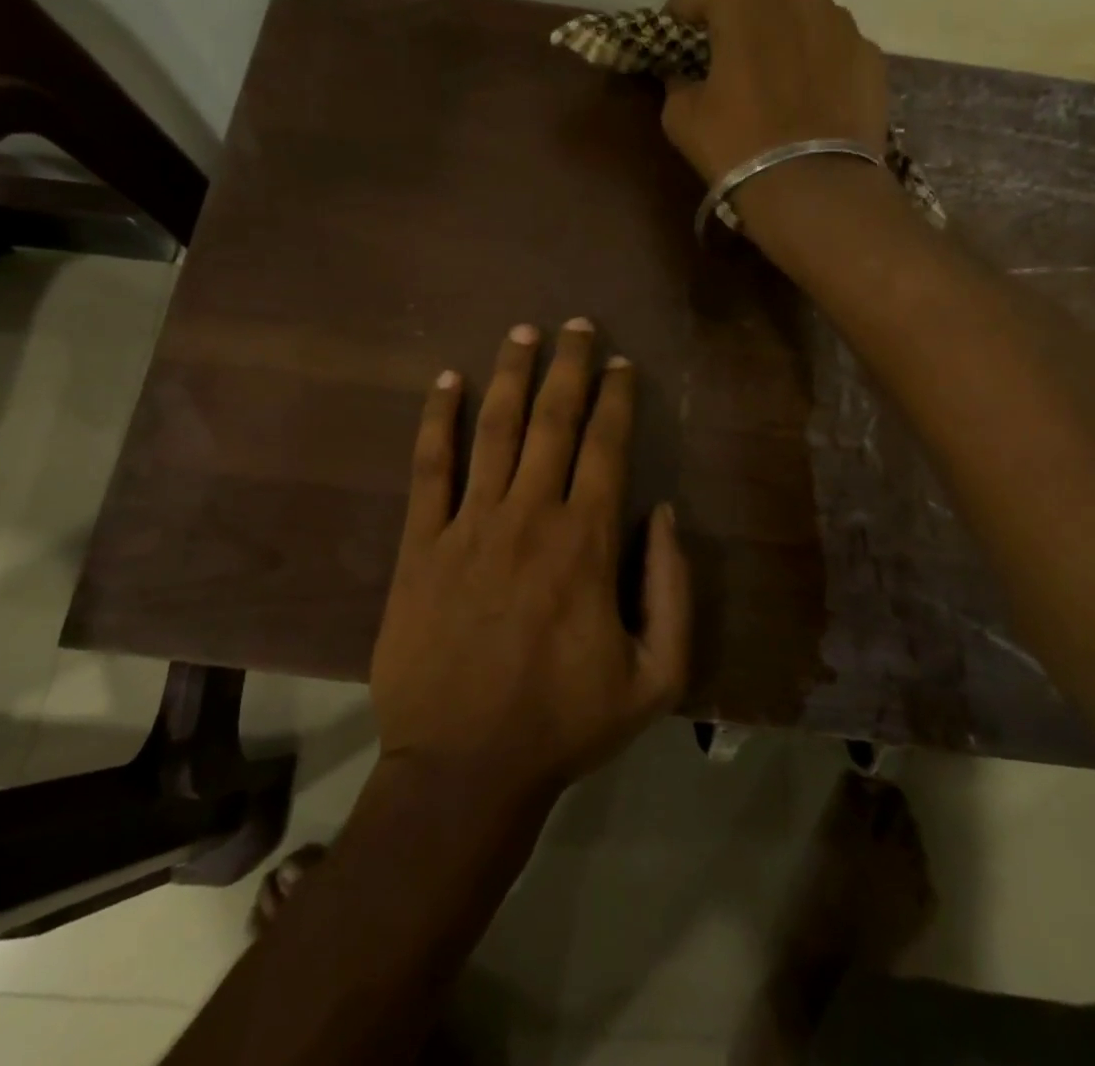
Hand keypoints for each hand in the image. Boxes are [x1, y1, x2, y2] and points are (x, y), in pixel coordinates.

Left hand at [370, 319, 692, 802]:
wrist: (462, 769)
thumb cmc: (565, 724)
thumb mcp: (657, 677)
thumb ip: (673, 589)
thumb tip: (663, 514)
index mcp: (587, 543)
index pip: (607, 447)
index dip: (617, 399)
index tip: (622, 363)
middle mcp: (529, 516)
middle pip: (552, 422)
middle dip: (568, 366)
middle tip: (577, 325)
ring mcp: (469, 526)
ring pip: (493, 430)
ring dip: (509, 375)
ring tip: (522, 332)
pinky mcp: (421, 545)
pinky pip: (429, 469)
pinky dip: (436, 421)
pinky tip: (445, 382)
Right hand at [663, 0, 889, 183]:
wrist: (813, 185)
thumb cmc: (736, 145)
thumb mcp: (682, 119)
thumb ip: (677, 83)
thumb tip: (682, 75)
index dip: (678, 14)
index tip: (673, 38)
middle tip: (725, 37)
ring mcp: (839, 18)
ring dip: (779, 18)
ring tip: (771, 63)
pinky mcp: (868, 51)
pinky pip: (832, 38)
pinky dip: (815, 52)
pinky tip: (808, 90)